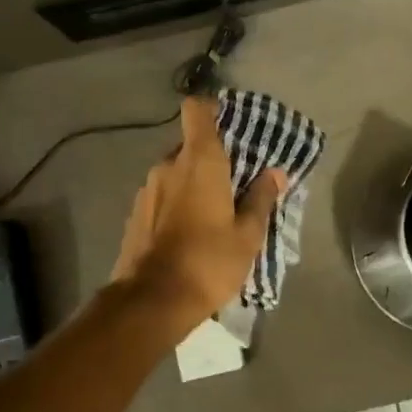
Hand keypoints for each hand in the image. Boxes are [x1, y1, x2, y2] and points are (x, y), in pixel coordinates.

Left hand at [111, 96, 285, 323]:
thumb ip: (261, 199)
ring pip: (175, 173)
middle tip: (235, 182)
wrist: (151, 302)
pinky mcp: (136, 214)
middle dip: (211, 158)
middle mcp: (168, 166)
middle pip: (190, 146)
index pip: (197, 111)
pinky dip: (177, 203)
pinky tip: (190, 232)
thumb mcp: (247, 235)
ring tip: (214, 213)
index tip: (229, 122)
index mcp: (199, 162)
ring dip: (193, 184)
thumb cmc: (208, 262)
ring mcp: (147, 190)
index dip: (212, 109)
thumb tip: (275, 173)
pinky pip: (162, 196)